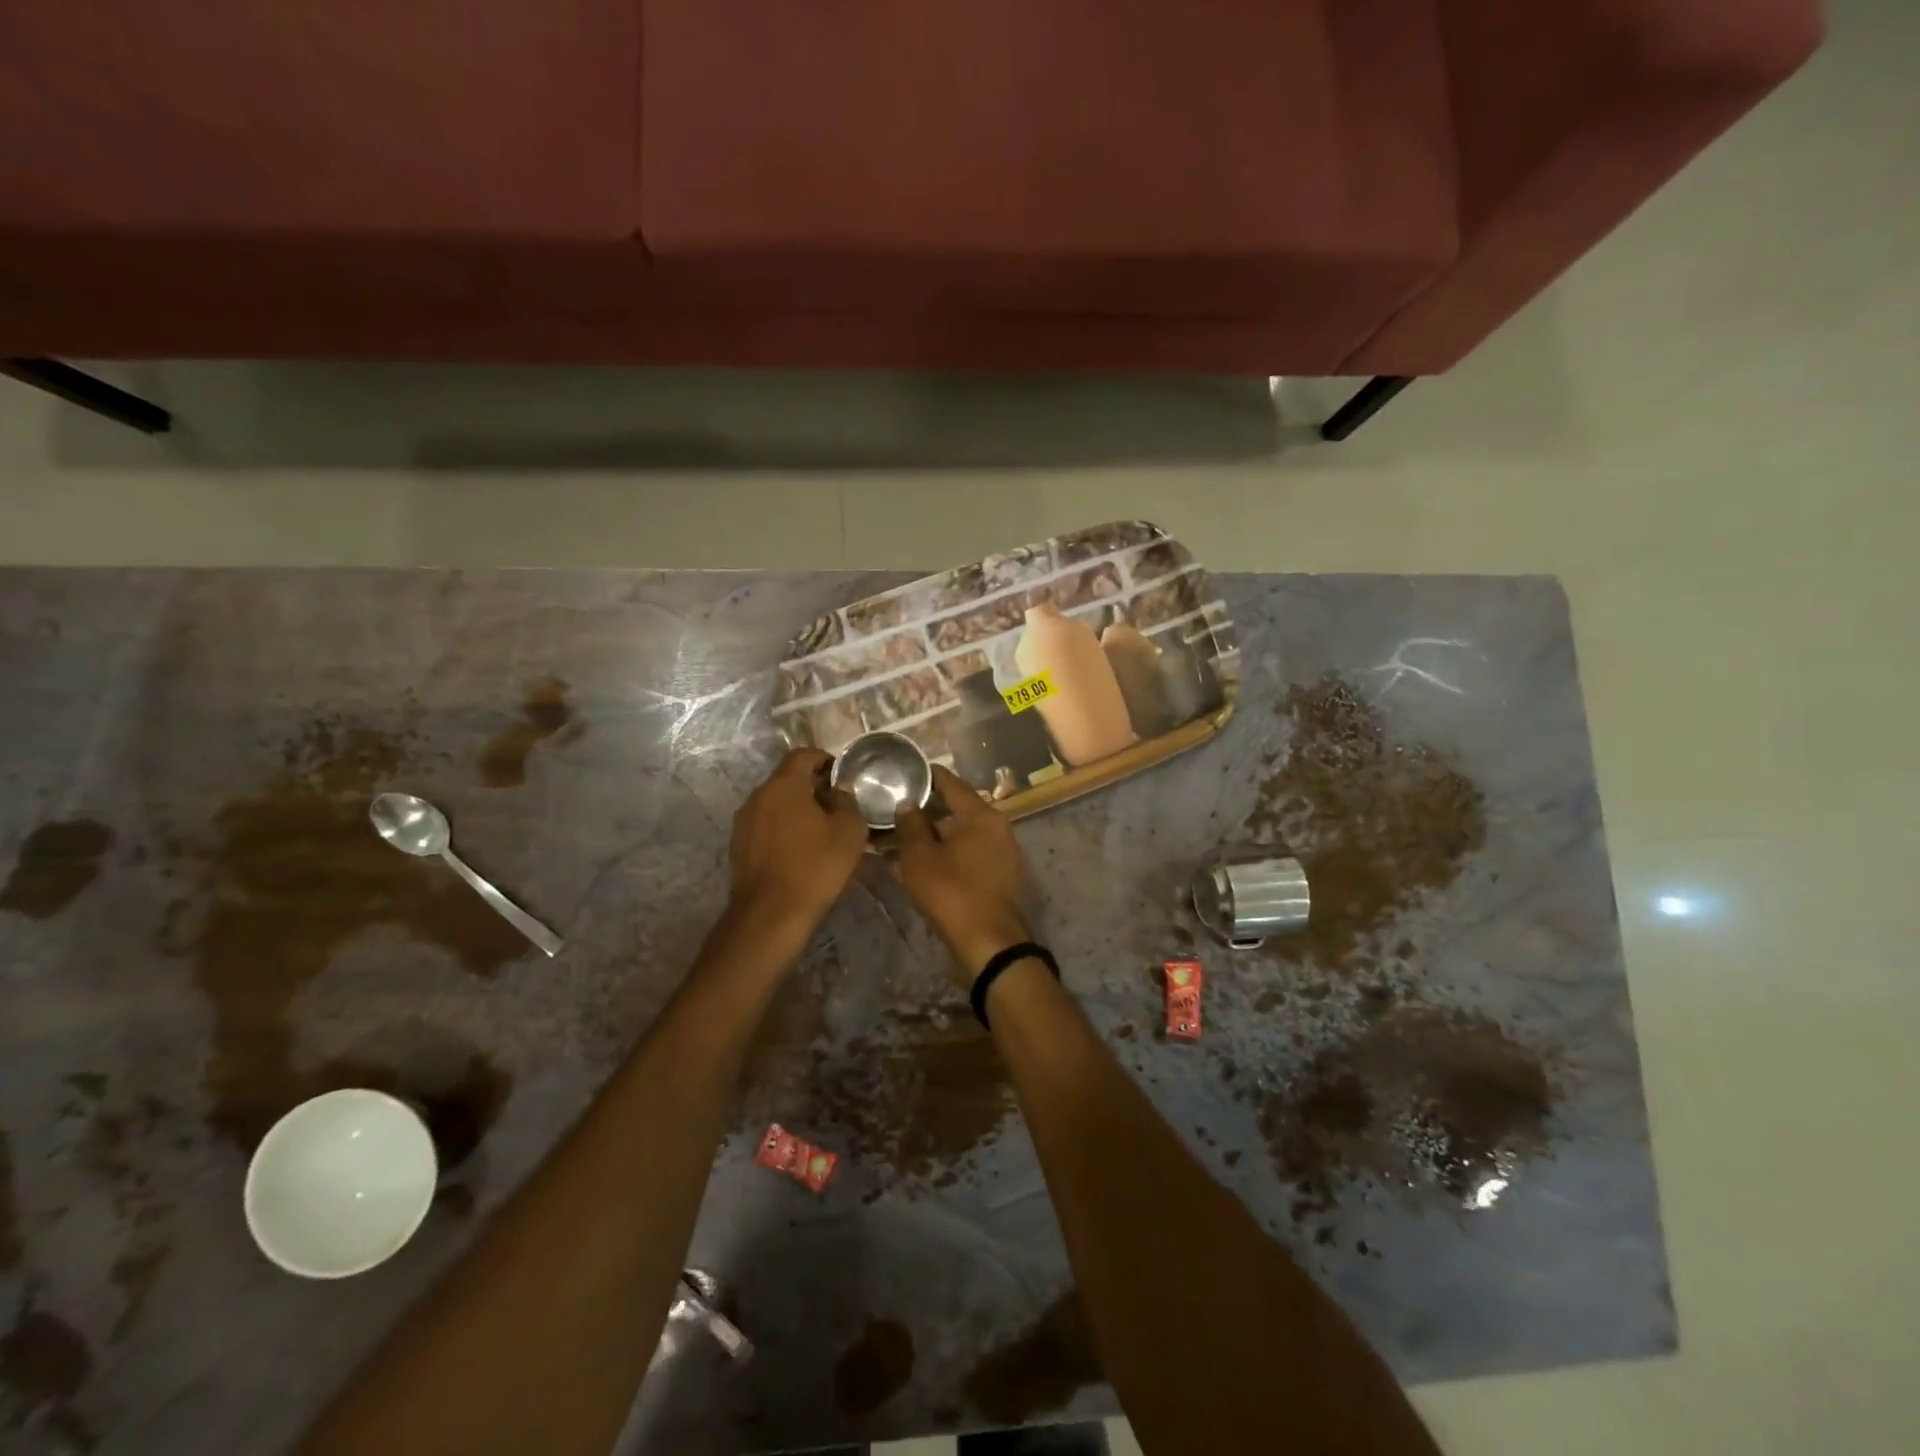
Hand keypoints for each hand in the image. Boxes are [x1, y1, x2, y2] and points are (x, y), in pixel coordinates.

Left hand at [727, 748, 868, 933]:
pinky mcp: (738, 846)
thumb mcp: (849, 831)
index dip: (824, 759)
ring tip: (820, 829)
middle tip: (837, 804)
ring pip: (775, 803)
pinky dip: (783, 828)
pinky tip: (800, 849)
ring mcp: (744, 822)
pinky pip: (765, 825)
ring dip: (796, 808)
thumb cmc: (815, 866)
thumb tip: (839, 791)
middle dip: (812, 786)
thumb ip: (848, 801)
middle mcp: (758, 796)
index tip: (842, 775)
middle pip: (787, 779)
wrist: (771, 914)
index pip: (802, 755)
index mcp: (783, 785)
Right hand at [895, 766, 1033, 985]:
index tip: (902, 772)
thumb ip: (910, 824)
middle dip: (926, 810)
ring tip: (904, 838)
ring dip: (935, 835)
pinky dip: (948, 853)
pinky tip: (924, 863)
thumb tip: (907, 803)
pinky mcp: (1000, 876)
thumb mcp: (919, 857)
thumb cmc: (952, 893)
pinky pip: (969, 854)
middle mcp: (998, 827)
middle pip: (957, 808)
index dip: (925, 776)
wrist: (988, 945)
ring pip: (962, 834)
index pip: (950, 783)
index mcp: (982, 815)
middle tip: (896, 809)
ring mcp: (1003, 853)